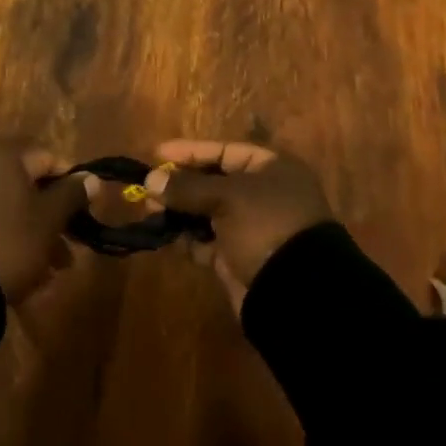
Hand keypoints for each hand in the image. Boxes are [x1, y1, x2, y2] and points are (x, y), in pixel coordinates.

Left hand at [0, 142, 95, 302]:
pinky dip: (8, 239)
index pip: (49, 158)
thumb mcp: (49, 219)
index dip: (72, 185)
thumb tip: (92, 177)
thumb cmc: (9, 241)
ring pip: (10, 207)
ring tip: (51, 272)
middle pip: (29, 184)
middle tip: (70, 250)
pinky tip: (23, 274)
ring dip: (34, 234)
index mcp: (4, 153)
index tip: (85, 215)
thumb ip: (72, 194)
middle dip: (52, 217)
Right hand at [144, 140, 332, 310]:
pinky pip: (208, 241)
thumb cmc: (265, 225)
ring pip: (208, 212)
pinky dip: (189, 239)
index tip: (156, 154)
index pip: (223, 151)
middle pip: (213, 181)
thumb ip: (187, 187)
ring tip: (151, 212)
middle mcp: (263, 194)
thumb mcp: (227, 197)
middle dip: (180, 185)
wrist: (296, 293)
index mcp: (270, 168)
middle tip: (148, 189)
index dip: (189, 152)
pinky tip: (167, 237)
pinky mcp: (241, 257)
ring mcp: (252, 227)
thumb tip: (150, 180)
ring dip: (180, 212)